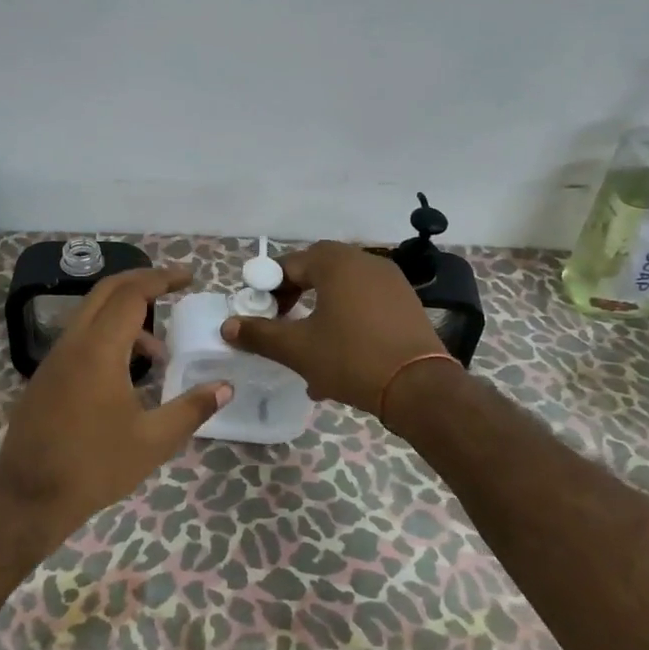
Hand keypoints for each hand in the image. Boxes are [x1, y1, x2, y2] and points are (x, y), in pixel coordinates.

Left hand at [0, 267, 231, 538]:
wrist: (29, 498)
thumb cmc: (95, 467)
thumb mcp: (153, 441)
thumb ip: (191, 408)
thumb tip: (225, 387)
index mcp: (99, 350)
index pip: (132, 294)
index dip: (162, 279)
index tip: (189, 278)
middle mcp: (73, 343)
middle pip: (107, 291)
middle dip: (142, 282)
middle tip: (174, 288)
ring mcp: (54, 359)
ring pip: (91, 314)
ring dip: (126, 316)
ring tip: (159, 354)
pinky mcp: (46, 376)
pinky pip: (80, 337)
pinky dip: (108, 336)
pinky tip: (127, 374)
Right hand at [222, 241, 449, 416]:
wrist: (420, 388)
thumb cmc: (352, 359)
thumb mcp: (298, 349)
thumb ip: (260, 334)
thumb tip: (227, 326)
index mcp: (336, 262)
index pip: (290, 264)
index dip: (268, 287)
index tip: (260, 314)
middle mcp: (365, 261)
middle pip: (318, 271)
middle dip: (295, 297)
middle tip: (281, 323)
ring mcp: (390, 281)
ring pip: (341, 290)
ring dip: (320, 312)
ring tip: (308, 348)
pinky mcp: (406, 303)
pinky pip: (365, 303)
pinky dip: (346, 320)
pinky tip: (340, 357)